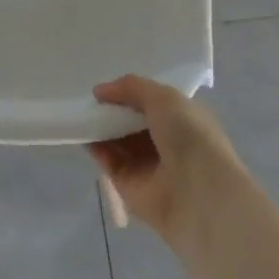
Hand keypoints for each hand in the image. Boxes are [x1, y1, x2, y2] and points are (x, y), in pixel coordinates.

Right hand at [88, 75, 242, 242]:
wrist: (198, 192)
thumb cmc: (189, 136)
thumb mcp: (164, 98)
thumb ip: (131, 87)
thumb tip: (99, 91)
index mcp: (183, 119)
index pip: (153, 103)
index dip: (132, 93)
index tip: (109, 86)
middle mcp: (166, 141)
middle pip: (132, 122)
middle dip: (113, 110)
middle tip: (91, 99)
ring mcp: (147, 164)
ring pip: (118, 141)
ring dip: (101, 127)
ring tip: (81, 112)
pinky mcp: (128, 185)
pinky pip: (108, 161)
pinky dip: (96, 148)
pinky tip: (83, 133)